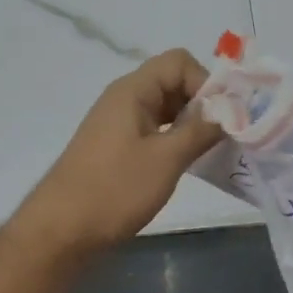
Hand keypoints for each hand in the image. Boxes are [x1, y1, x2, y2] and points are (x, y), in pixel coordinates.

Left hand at [10, 49, 224, 265]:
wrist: (62, 230)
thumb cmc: (115, 189)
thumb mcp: (166, 159)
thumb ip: (201, 130)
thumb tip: (230, 111)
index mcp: (133, 91)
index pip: (179, 62)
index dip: (205, 82)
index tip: (222, 116)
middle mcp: (126, 100)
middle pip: (174, 82)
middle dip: (203, 103)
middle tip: (225, 136)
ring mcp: (121, 124)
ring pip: (168, 109)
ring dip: (193, 124)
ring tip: (213, 151)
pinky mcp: (120, 148)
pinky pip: (157, 130)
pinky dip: (177, 140)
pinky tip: (189, 163)